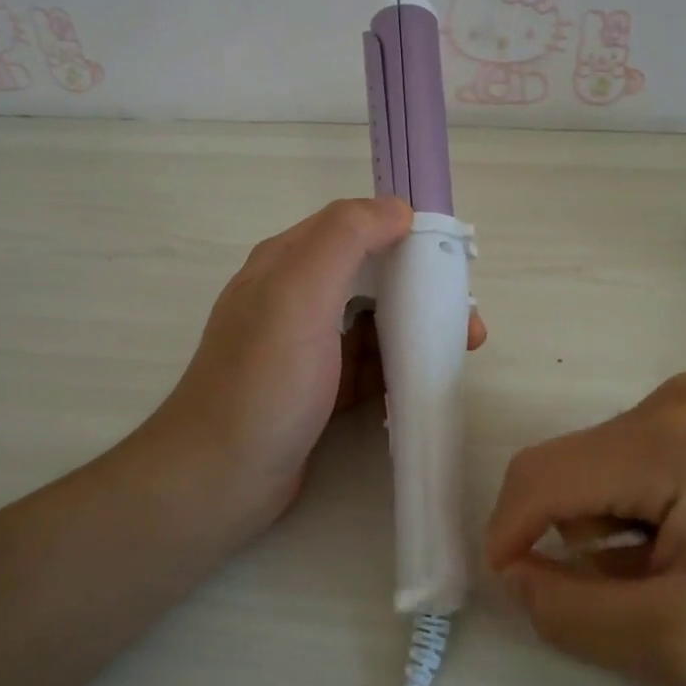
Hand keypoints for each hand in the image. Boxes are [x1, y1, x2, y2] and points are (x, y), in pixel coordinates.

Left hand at [140, 198, 485, 540]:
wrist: (219, 478)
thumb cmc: (263, 383)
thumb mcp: (299, 296)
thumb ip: (345, 239)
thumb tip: (397, 207)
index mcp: (286, 264)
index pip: (353, 228)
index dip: (403, 234)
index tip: (450, 259)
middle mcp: (295, 298)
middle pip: (369, 277)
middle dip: (420, 288)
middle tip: (465, 317)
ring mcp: (306, 347)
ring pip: (372, 323)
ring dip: (417, 329)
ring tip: (463, 348)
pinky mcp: (318, 390)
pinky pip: (368, 365)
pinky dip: (398, 367)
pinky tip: (427, 379)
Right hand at [486, 373, 685, 685]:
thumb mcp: (678, 649)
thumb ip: (572, 613)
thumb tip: (514, 575)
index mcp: (672, 438)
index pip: (544, 475)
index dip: (508, 533)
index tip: (513, 593)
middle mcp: (679, 398)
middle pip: (570, 467)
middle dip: (568, 537)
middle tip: (619, 604)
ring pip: (596, 465)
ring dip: (601, 529)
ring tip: (664, 582)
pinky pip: (630, 462)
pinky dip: (629, 513)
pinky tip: (679, 552)